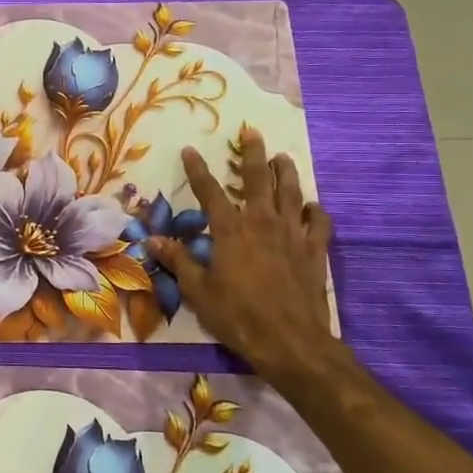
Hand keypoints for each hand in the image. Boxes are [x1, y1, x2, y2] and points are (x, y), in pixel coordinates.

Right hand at [148, 128, 349, 385]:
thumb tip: (153, 239)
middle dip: (253, 152)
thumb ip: (178, 261)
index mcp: (231, 230)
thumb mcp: (198, 291)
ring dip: (286, 172)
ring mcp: (293, 234)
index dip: (197, 169)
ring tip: (282, 157)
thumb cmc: (238, 316)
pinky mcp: (315, 250)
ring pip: (292, 192)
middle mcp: (262, 222)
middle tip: (252, 131)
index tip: (189, 150)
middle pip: (258, 178)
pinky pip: (320, 221)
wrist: (291, 342)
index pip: (209, 191)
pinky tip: (311, 206)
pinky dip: (315, 210)